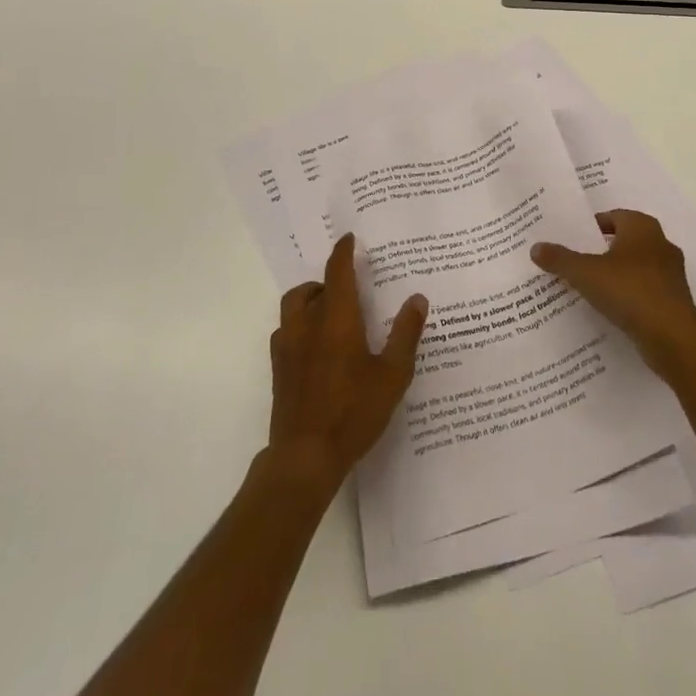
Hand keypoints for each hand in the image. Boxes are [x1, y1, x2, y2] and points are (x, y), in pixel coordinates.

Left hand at [267, 232, 428, 495]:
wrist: (305, 457)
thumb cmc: (354, 412)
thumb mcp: (392, 374)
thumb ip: (405, 334)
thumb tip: (417, 298)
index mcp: (336, 319)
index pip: (337, 271)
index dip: (343, 251)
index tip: (350, 238)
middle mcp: (307, 324)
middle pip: (309, 288)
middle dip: (325, 280)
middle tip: (346, 288)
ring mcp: (287, 347)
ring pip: (293, 308)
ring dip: (309, 301)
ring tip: (330, 314)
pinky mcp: (278, 369)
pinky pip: (285, 332)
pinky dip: (299, 326)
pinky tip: (315, 346)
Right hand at [531, 209, 695, 377]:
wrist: (673, 337)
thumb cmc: (630, 291)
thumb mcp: (586, 273)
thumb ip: (560, 259)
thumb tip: (535, 247)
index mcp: (642, 227)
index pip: (613, 216)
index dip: (592, 226)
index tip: (572, 238)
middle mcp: (660, 244)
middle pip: (624, 241)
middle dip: (602, 249)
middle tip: (576, 259)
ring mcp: (670, 274)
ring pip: (636, 267)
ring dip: (616, 274)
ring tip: (588, 286)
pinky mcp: (674, 301)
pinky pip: (644, 291)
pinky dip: (628, 296)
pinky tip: (609, 309)